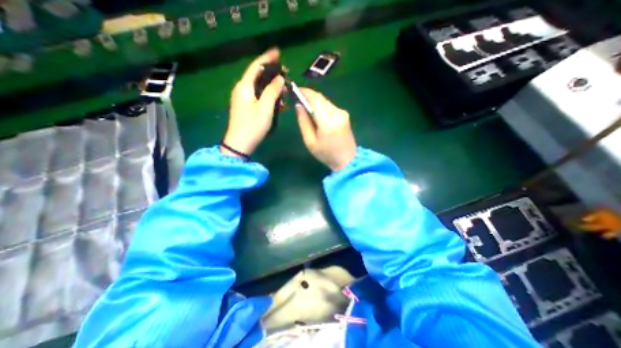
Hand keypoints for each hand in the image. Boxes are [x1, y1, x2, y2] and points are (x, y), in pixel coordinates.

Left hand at [223, 47, 285, 155]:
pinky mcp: (247, 107)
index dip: (267, 58)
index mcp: (244, 86)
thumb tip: (280, 78)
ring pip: (259, 87)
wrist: (240, 144)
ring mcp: (244, 99)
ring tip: (285, 89)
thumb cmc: (253, 126)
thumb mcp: (265, 108)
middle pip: (258, 76)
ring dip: (272, 87)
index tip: (278, 52)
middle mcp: (242, 89)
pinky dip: (269, 96)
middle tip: (286, 75)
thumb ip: (272, 91)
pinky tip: (278, 101)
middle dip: (272, 74)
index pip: (256, 67)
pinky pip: (259, 96)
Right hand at [297, 87, 359, 170]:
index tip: (295, 90)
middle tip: (298, 98)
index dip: (304, 92)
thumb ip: (303, 122)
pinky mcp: (345, 114)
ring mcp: (343, 113)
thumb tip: (299, 105)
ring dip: (315, 101)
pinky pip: (330, 106)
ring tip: (307, 108)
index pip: (315, 99)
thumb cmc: (326, 154)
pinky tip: (318, 114)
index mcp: (327, 121)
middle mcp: (337, 113)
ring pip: (325, 101)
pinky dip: (322, 107)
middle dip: (309, 96)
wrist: (347, 160)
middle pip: (320, 98)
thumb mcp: (310, 141)